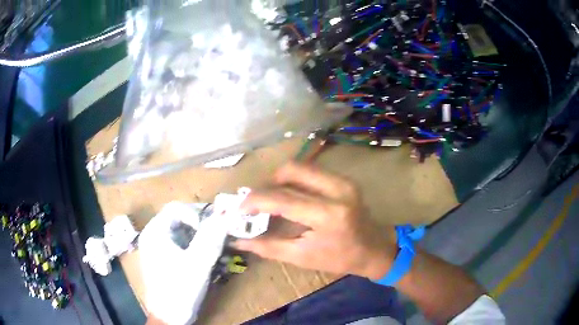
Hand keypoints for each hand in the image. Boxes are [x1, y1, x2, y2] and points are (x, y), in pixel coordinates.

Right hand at [234, 162, 395, 278]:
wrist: (374, 249)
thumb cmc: (339, 259)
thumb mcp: (302, 258)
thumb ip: (268, 247)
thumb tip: (238, 240)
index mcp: (328, 215)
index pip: (283, 199)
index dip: (256, 200)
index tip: (239, 207)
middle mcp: (337, 190)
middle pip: (292, 171)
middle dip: (266, 184)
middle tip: (255, 201)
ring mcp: (343, 180)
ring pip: (300, 167)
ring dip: (279, 180)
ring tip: (269, 199)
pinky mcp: (344, 179)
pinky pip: (311, 171)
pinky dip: (294, 180)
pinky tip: (288, 195)